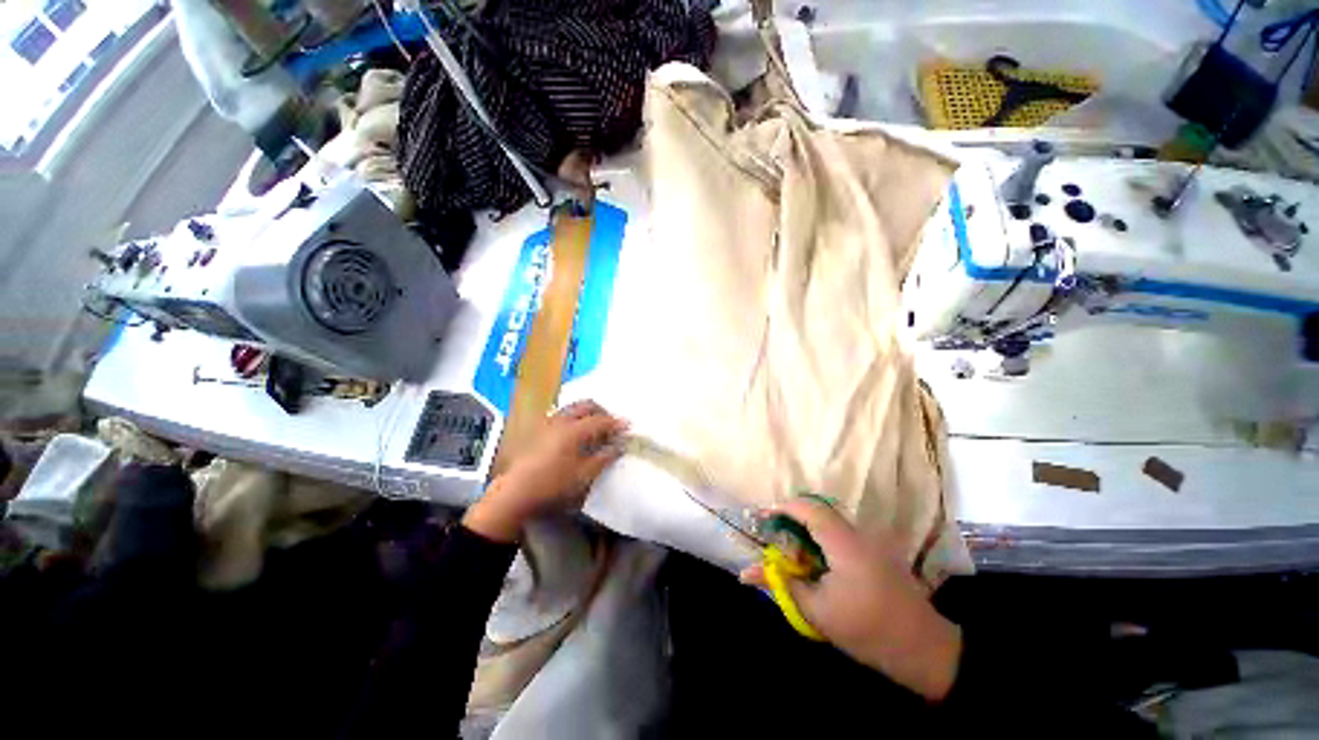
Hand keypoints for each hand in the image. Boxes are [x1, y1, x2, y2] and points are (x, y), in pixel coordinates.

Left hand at [462, 400, 626, 542]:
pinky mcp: (538, 429)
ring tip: (594, 428)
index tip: (627, 426)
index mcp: (574, 430)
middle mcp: (561, 420)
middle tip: (611, 425)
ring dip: (587, 413)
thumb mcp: (584, 475)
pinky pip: (562, 415)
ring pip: (572, 408)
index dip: (616, 423)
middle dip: (602, 411)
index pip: (601, 420)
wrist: (515, 493)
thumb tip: (619, 446)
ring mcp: (547, 423)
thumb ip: (604, 458)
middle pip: (586, 405)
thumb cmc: (553, 485)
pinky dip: (574, 418)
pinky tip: (574, 433)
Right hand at [739, 497, 962, 701]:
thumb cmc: (867, 630)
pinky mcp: (876, 549)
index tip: (761, 519)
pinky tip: (814, 560)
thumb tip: (745, 573)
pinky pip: (840, 532)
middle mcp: (858, 532)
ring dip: (805, 527)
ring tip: (788, 549)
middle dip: (790, 517)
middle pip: (817, 510)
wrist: (924, 649)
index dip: (781, 508)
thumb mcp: (816, 610)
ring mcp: (870, 539)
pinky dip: (820, 537)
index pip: (808, 508)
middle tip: (772, 535)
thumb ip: (780, 584)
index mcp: (844, 542)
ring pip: (829, 520)